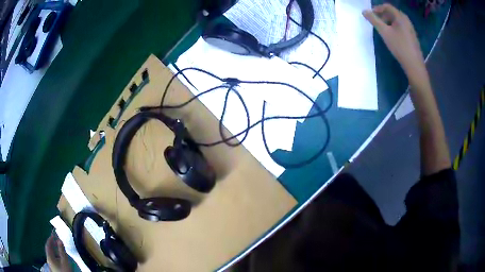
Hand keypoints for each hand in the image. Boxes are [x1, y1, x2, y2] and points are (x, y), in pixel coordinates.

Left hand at [45, 232, 71, 271]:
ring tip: (59, 248)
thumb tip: (59, 240)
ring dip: (54, 250)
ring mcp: (50, 264)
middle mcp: (48, 259)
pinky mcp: (53, 267)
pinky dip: (55, 255)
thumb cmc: (65, 270)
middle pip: (49, 249)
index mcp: (49, 256)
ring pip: (51, 254)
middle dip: (52, 244)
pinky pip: (53, 258)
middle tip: (57, 241)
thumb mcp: (64, 261)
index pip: (47, 245)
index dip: (50, 239)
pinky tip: (59, 257)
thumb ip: (61, 250)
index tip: (54, 235)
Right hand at [363, 4, 424, 76]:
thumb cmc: (399, 47)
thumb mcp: (384, 32)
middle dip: (382, 15)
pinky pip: (401, 27)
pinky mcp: (412, 37)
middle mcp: (406, 20)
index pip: (387, 6)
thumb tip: (364, 11)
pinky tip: (392, 37)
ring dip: (388, 22)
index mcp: (400, 17)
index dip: (377, 8)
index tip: (370, 15)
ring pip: (396, 21)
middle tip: (376, 23)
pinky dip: (394, 28)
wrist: (414, 66)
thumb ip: (374, 20)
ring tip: (383, 30)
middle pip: (392, 13)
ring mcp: (410, 29)